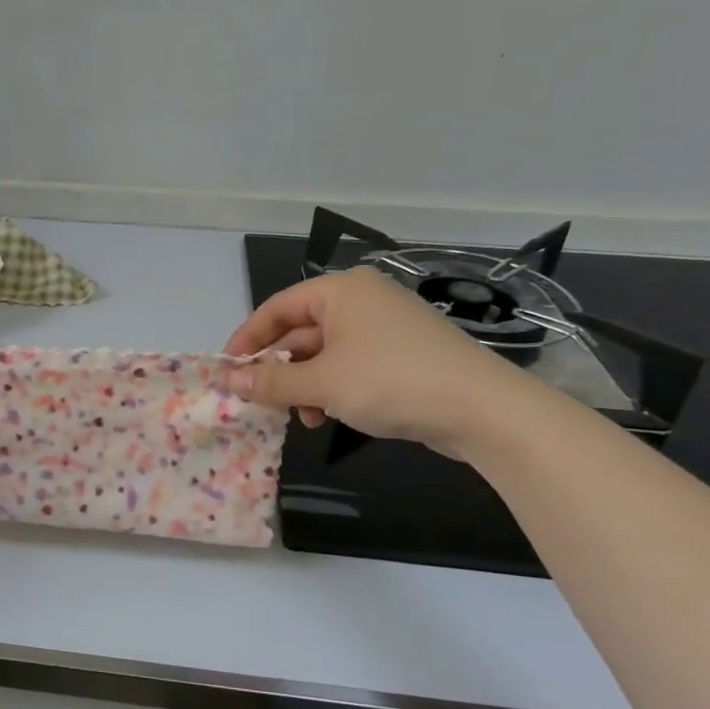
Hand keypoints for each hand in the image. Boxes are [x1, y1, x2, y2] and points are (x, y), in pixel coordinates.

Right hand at [224, 266, 542, 459]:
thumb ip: (271, 382)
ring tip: (303, 417)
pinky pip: (352, 366)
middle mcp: (363, 300)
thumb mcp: (322, 383)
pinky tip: (330, 416)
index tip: (228, 369)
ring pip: (326, 353)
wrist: (481, 409)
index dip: (248, 338)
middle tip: (260, 399)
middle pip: (302, 330)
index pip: (278, 307)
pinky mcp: (404, 355)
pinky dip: (334, 389)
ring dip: (306, 385)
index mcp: (341, 291)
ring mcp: (386, 327)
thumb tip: (229, 381)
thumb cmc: (390, 381)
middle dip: (280, 368)